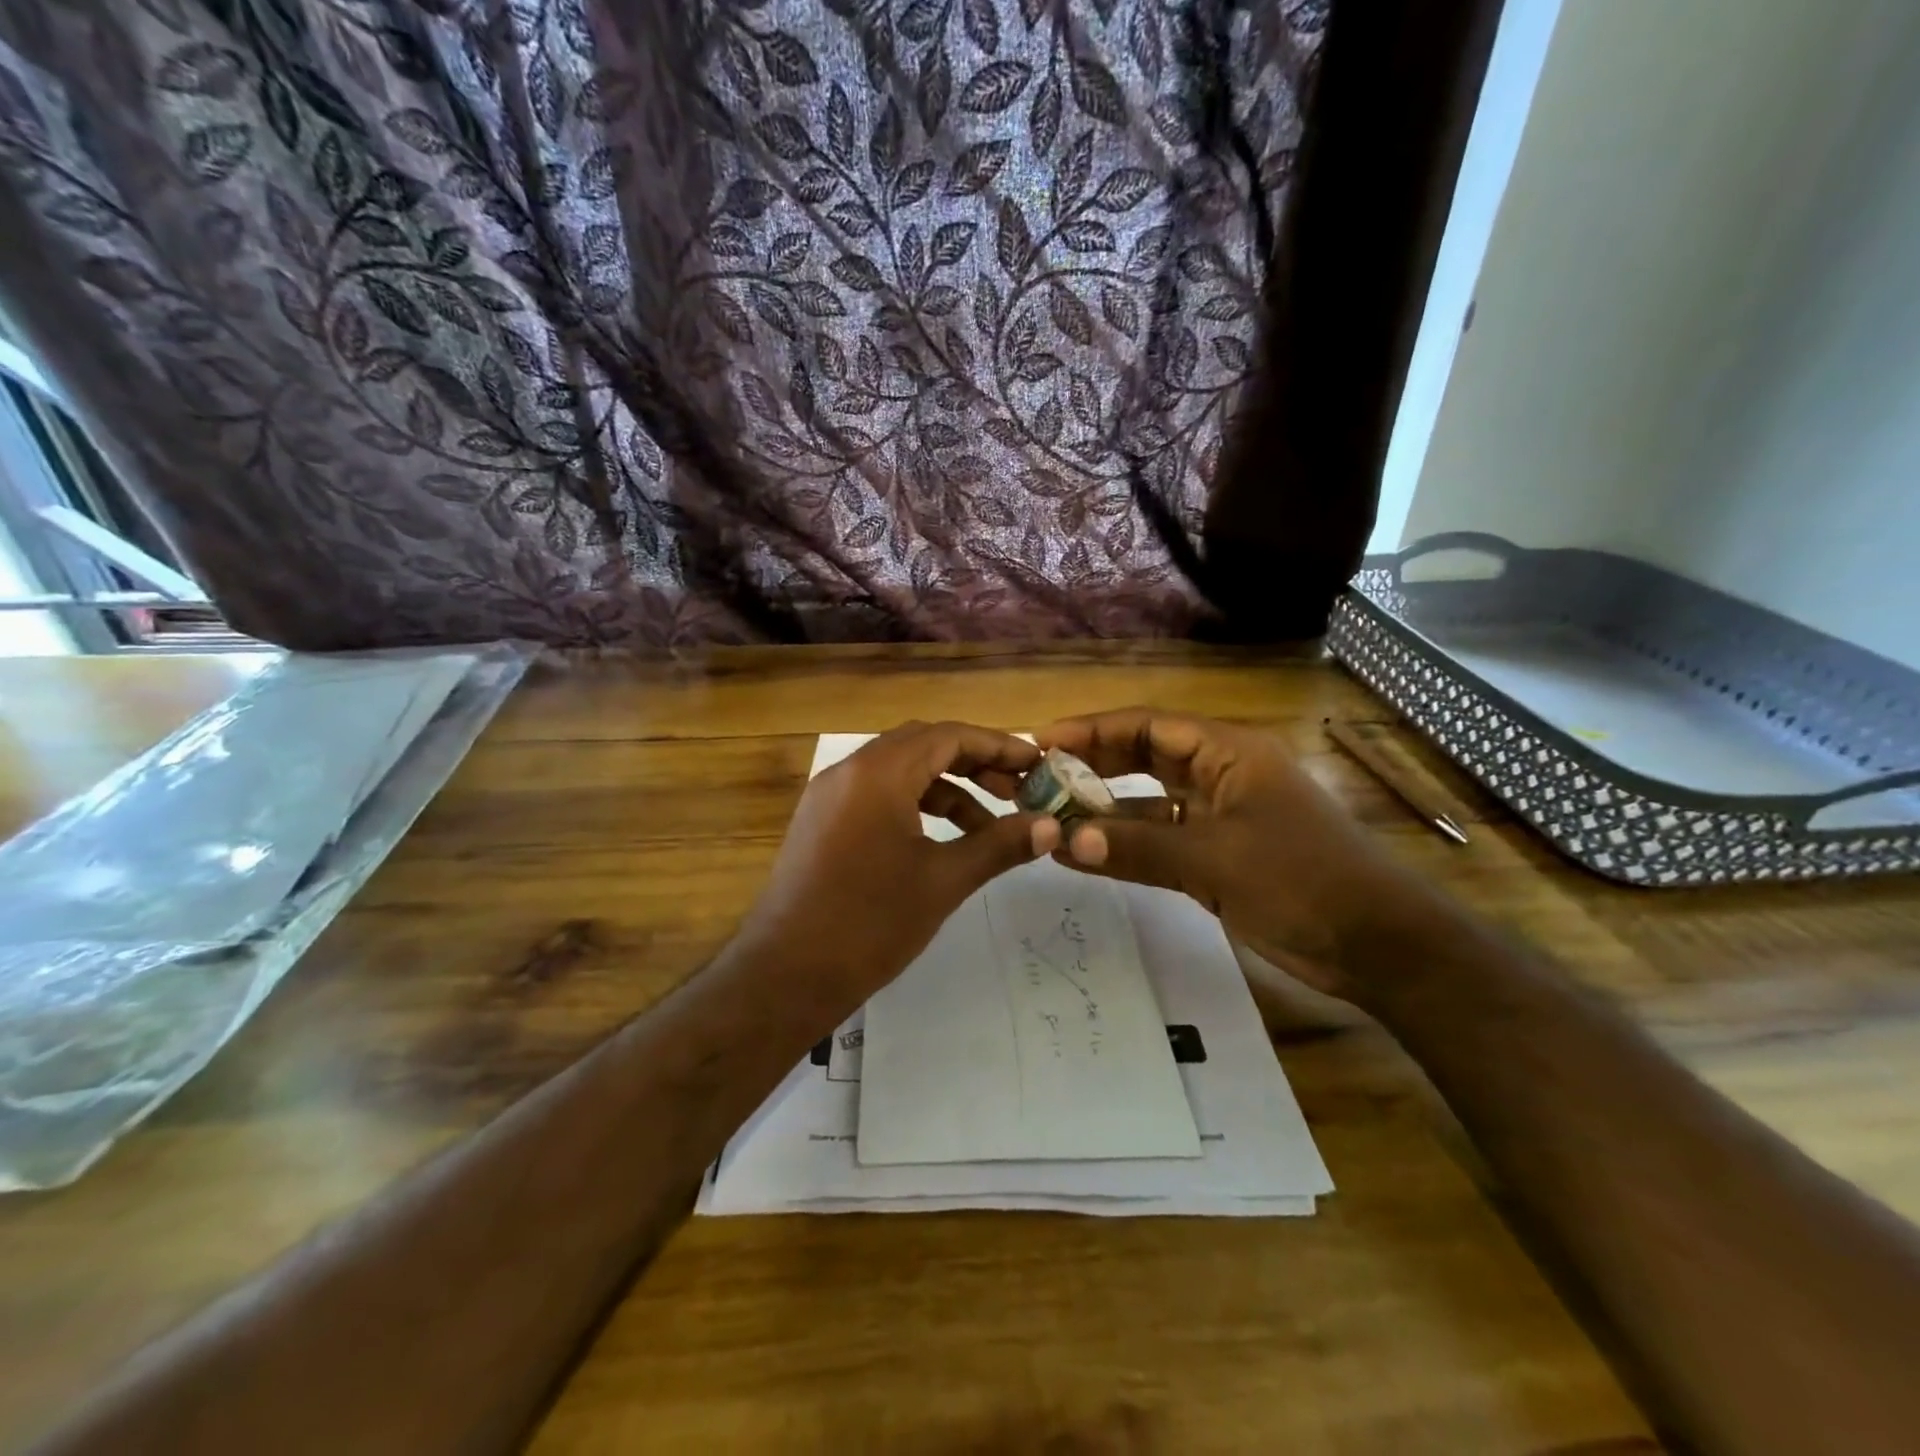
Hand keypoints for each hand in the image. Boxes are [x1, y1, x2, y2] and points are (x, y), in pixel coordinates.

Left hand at [734, 721, 1060, 1016]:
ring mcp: (830, 796)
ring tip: (988, 824)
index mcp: (878, 773)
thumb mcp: (943, 881)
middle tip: (1017, 790)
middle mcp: (849, 771)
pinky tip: (941, 838)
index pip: (948, 736)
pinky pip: (876, 794)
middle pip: (923, 745)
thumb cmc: (870, 923)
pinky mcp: (821, 822)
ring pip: (899, 770)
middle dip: (974, 762)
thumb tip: (1051, 827)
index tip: (1035, 763)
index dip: (997, 745)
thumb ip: (999, 845)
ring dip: (946, 787)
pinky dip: (915, 804)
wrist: (785, 975)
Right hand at [1035, 709, 1431, 1001]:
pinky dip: (1129, 845)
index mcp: (1229, 753)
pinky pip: (1163, 840)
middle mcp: (1222, 775)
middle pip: (1146, 757)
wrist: (1378, 945)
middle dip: (1094, 766)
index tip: (1043, 742)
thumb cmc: (1301, 880)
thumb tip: (1065, 841)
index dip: (1094, 730)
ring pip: (1152, 802)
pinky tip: (1089, 855)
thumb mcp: (1213, 860)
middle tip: (1040, 778)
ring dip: (1107, 810)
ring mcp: (1222, 817)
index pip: (1150, 726)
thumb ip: (1137, 847)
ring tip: (1052, 818)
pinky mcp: (1221, 857)